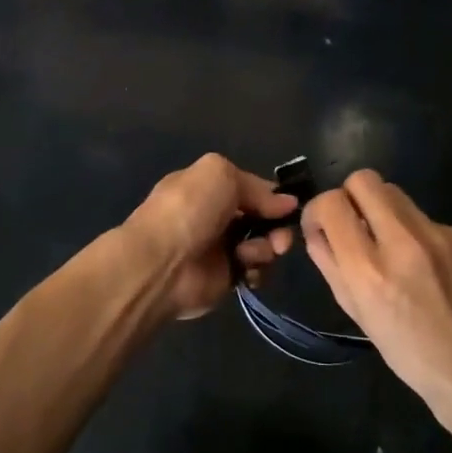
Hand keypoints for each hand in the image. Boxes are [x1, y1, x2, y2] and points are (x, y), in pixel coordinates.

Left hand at [124, 154, 296, 322]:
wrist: (162, 263)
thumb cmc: (189, 209)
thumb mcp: (221, 175)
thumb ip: (256, 186)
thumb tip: (286, 202)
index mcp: (207, 187)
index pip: (248, 187)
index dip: (270, 195)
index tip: (290, 205)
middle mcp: (213, 215)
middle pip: (260, 217)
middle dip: (276, 224)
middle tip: (281, 237)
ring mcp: (219, 248)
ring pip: (262, 243)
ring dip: (267, 246)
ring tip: (253, 253)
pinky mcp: (224, 277)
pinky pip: (254, 270)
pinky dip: (257, 269)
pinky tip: (246, 268)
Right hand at [303, 170, 451, 414]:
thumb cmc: (407, 351)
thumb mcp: (355, 312)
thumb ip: (330, 263)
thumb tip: (317, 229)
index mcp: (368, 269)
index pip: (332, 203)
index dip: (319, 209)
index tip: (323, 227)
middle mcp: (401, 241)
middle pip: (364, 180)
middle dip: (350, 196)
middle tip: (354, 225)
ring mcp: (436, 233)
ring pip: (393, 191)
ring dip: (380, 209)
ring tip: (387, 243)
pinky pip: (421, 216)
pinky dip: (411, 231)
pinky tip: (422, 263)